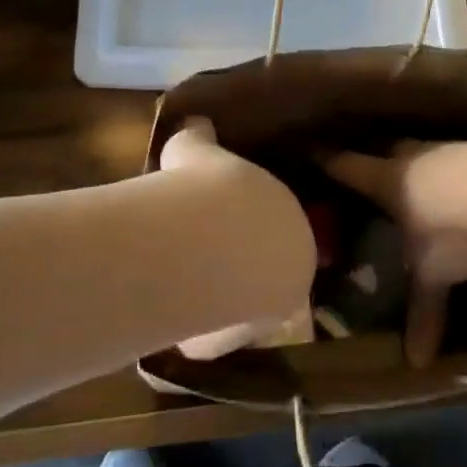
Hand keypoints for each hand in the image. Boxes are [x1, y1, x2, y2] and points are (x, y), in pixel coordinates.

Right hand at [162, 118, 313, 360]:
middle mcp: (291, 269)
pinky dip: (196, 328)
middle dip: (238, 263)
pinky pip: (215, 335)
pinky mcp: (237, 342)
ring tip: (183, 282)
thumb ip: (202, 138)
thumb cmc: (209, 186)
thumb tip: (196, 124)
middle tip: (201, 251)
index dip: (247, 222)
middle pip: (265, 269)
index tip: (220, 219)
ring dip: (219, 298)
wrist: (200, 239)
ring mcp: (269, 311)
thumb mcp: (199, 148)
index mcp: (295, 221)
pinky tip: (172, 313)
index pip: (277, 225)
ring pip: (243, 306)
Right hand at [321, 142, 466, 367]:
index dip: (330, 162)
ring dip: (422, 164)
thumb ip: (424, 311)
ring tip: (422, 179)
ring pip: (426, 152)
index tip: (314, 153)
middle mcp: (413, 158)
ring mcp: (450, 150)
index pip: (348, 168)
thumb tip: (415, 363)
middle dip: (380, 159)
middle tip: (375, 170)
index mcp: (387, 181)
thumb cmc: (450, 228)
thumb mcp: (434, 274)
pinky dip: (458, 169)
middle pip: (389, 151)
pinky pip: (461, 157)